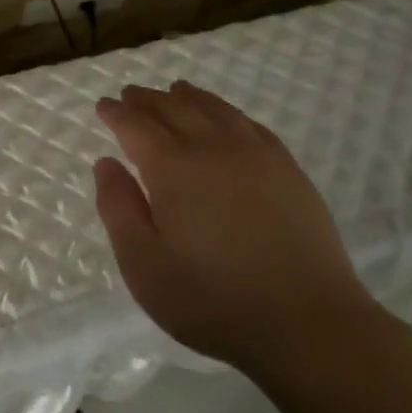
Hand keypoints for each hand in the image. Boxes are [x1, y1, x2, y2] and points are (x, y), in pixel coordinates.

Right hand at [93, 80, 377, 372]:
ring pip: (215, 109)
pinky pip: (250, 124)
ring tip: (175, 91)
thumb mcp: (144, 265)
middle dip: (148, 99)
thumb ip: (118, 209)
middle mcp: (213, 148)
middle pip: (174, 108)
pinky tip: (226, 118)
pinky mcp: (288, 170)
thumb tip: (106, 163)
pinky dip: (228, 112)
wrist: (307, 322)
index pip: (136, 126)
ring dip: (188, 97)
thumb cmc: (212, 300)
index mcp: (173, 168)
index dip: (117, 113)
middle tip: (131, 94)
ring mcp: (257, 155)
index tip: (104, 106)